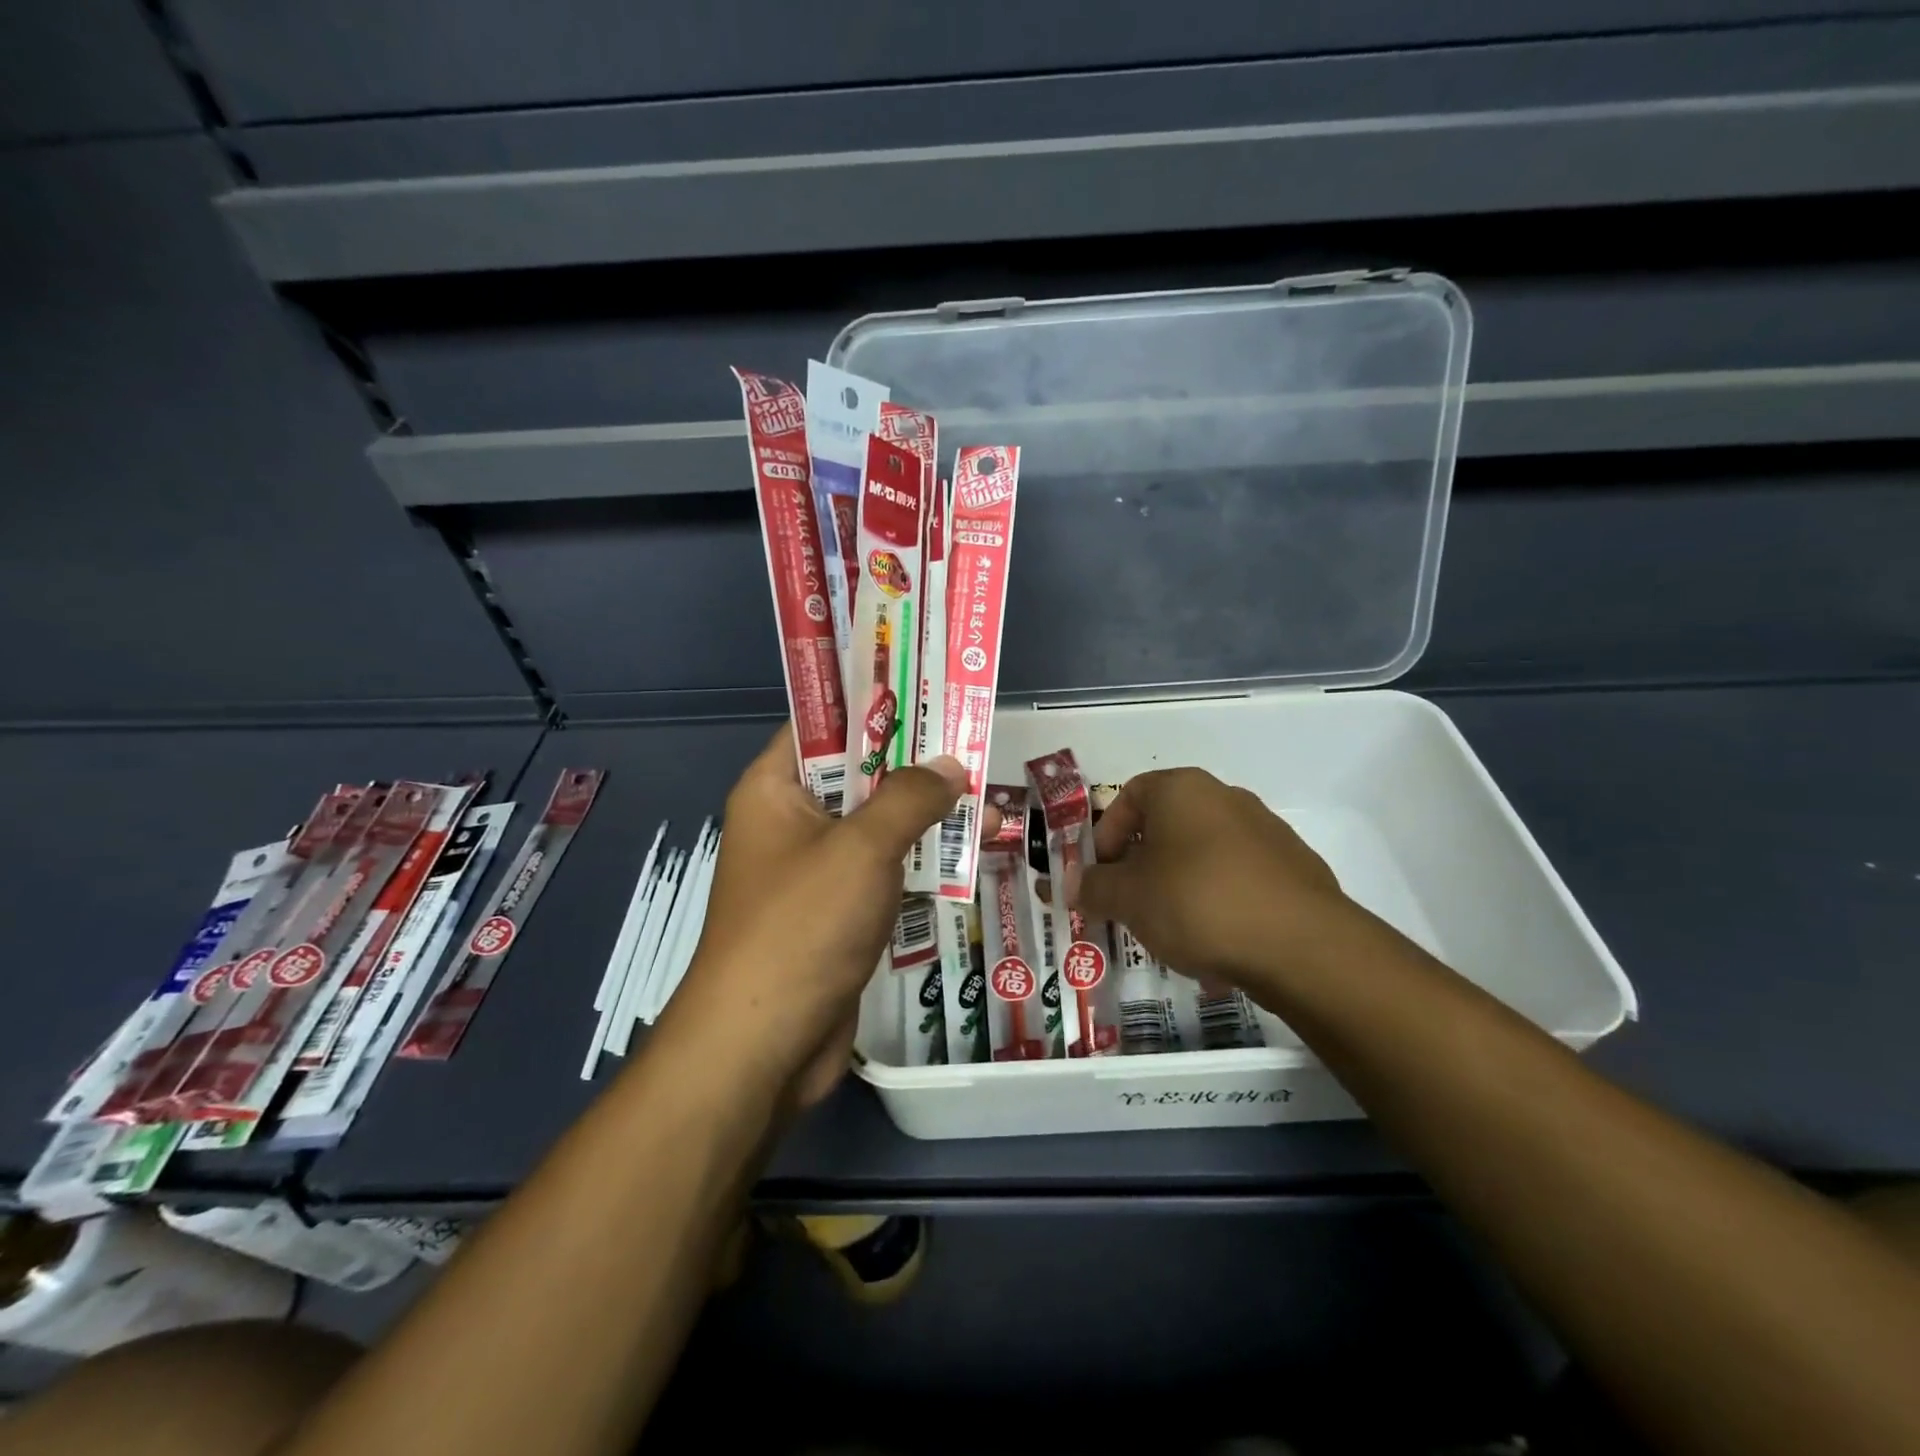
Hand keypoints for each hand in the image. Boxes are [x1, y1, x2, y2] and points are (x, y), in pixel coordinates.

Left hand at [659, 725, 966, 1108]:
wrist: (763, 1046)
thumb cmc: (802, 927)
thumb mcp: (862, 848)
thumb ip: (911, 798)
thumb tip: (952, 765)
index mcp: (775, 789)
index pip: (823, 723)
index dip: (874, 703)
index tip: (929, 691)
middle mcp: (791, 823)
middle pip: (859, 775)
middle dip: (917, 766)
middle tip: (975, 746)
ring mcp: (815, 872)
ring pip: (878, 827)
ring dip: (927, 819)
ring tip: (990, 803)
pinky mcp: (837, 914)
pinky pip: (883, 873)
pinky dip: (920, 864)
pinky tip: (969, 857)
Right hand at [1076, 768, 1354, 990]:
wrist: (1303, 945)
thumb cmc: (1198, 902)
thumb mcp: (1129, 898)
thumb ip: (1093, 887)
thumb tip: (1068, 884)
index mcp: (1182, 789)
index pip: (1129, 795)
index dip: (1106, 834)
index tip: (1102, 875)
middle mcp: (1225, 797)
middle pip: (1166, 825)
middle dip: (1141, 865)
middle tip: (1129, 905)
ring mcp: (1266, 831)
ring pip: (1202, 854)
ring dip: (1177, 885)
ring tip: (1170, 930)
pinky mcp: (1294, 868)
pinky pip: (1238, 879)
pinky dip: (1217, 902)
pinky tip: (1215, 943)